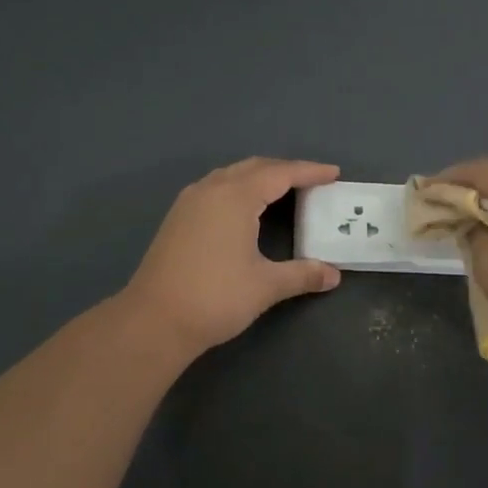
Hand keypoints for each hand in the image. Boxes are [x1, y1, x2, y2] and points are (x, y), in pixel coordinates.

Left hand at [121, 158, 342, 358]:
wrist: (154, 320)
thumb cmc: (215, 297)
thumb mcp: (265, 286)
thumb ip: (302, 275)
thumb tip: (333, 276)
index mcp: (235, 196)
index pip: (280, 173)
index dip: (309, 172)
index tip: (333, 173)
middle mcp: (211, 189)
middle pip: (254, 167)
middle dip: (285, 170)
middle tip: (313, 181)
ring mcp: (189, 201)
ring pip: (231, 175)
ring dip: (260, 177)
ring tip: (284, 190)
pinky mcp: (177, 218)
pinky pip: (216, 188)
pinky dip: (239, 189)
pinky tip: (246, 209)